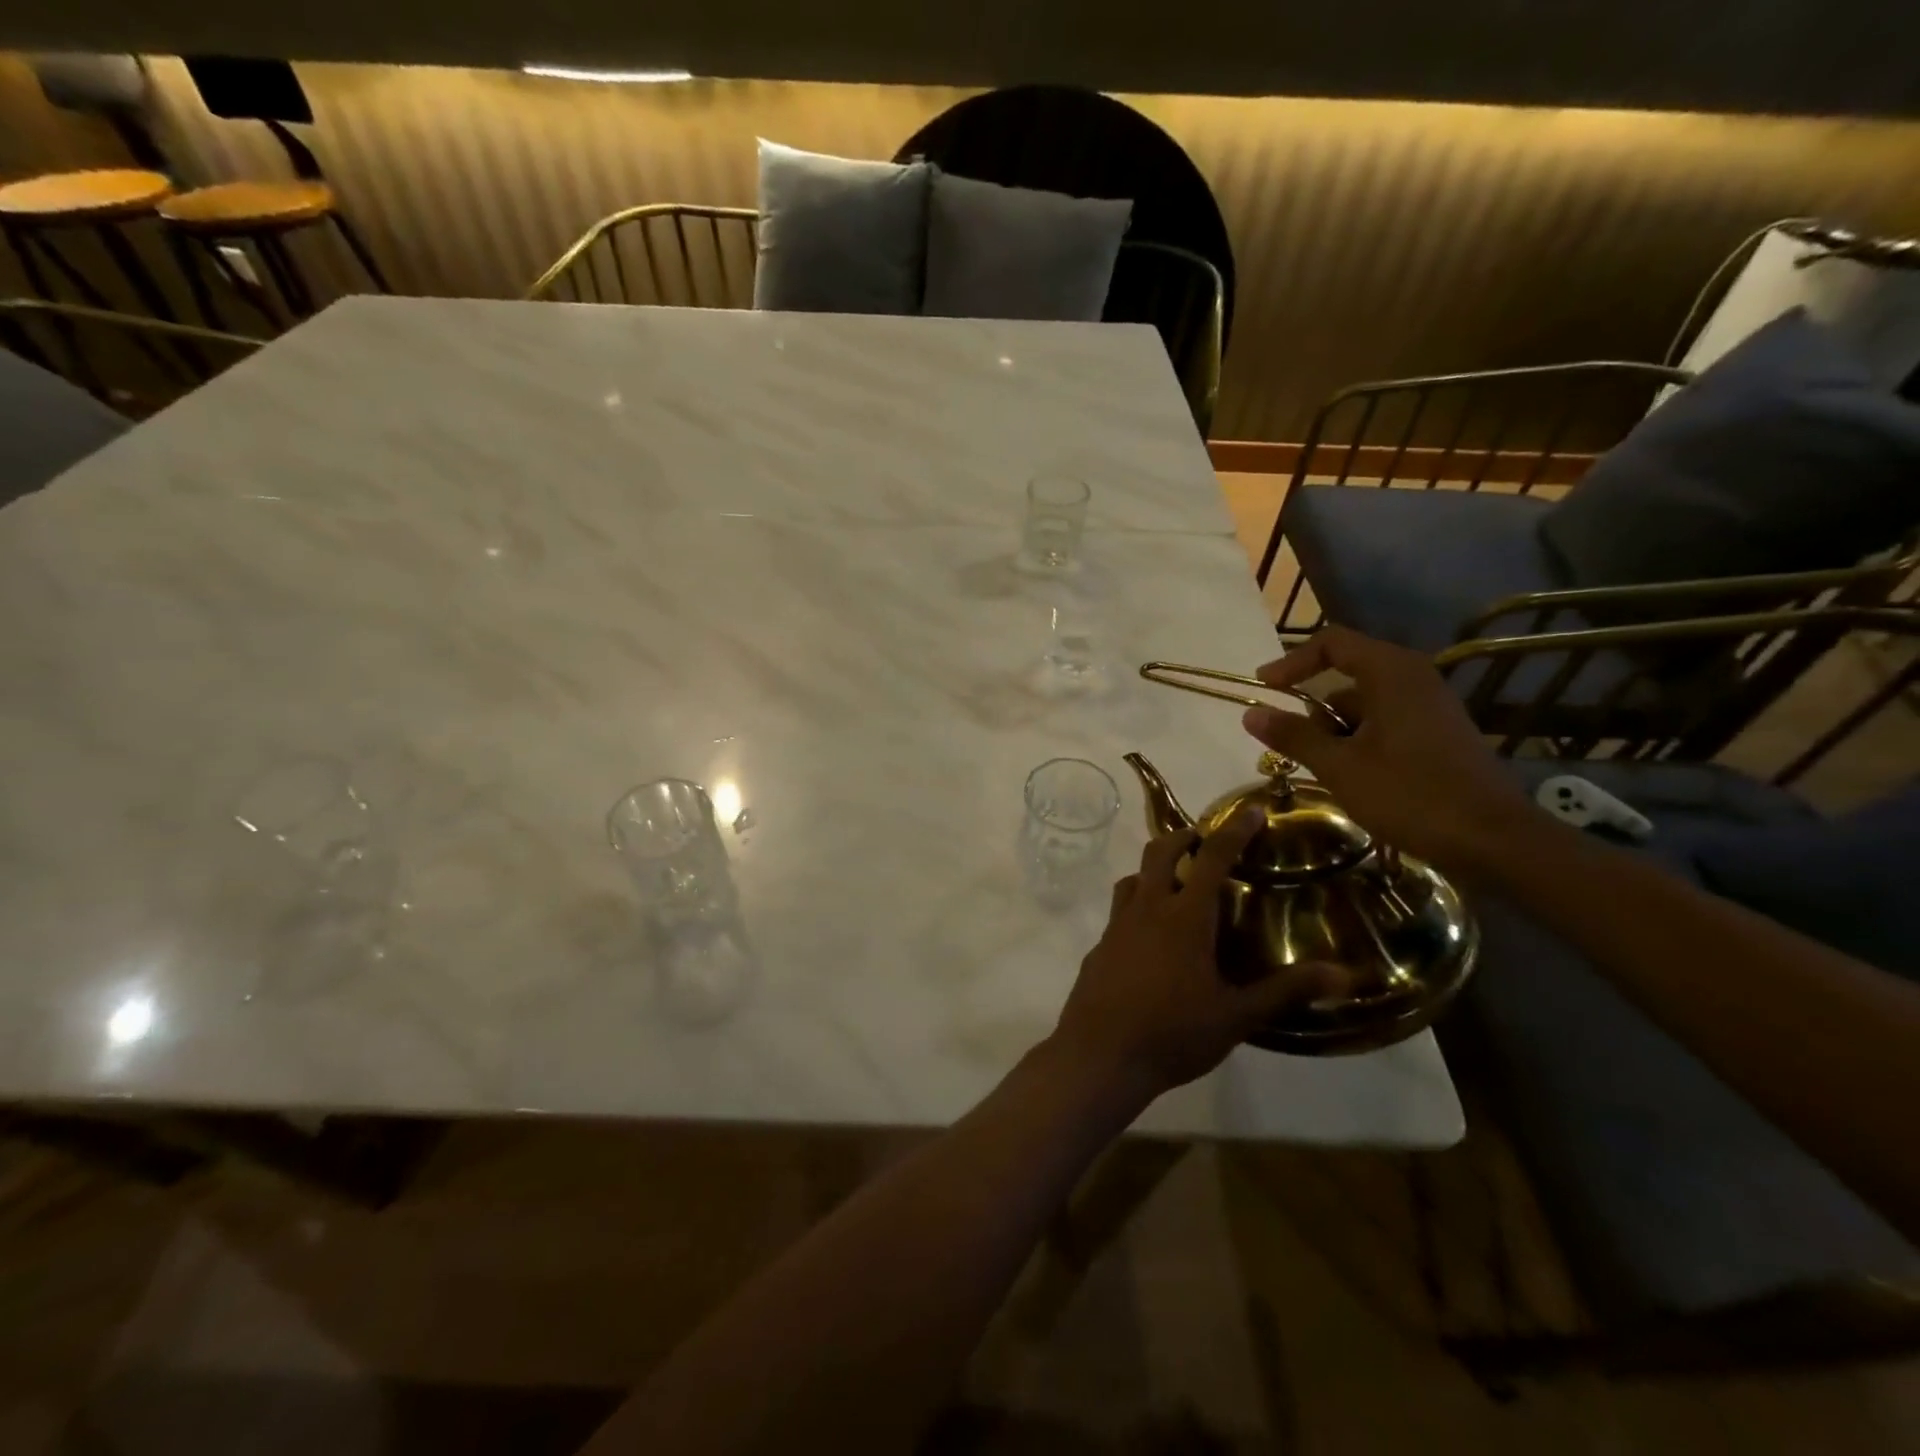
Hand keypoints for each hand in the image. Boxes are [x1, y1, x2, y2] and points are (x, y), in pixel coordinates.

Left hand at [1048, 811, 1345, 1103]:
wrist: (1100, 1055)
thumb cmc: (1173, 1033)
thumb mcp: (1237, 1016)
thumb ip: (1287, 991)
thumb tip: (1344, 974)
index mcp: (1184, 917)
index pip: (1212, 858)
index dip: (1233, 830)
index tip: (1251, 809)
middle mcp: (1147, 909)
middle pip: (1159, 852)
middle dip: (1183, 837)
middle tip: (1205, 842)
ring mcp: (1116, 926)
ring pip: (1133, 878)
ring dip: (1154, 870)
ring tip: (1177, 885)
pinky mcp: (1099, 946)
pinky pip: (1119, 912)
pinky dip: (1137, 906)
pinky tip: (1150, 938)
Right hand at [1241, 625, 1533, 875]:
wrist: (1495, 840)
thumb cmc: (1411, 795)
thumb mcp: (1340, 767)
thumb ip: (1294, 736)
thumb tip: (1251, 714)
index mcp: (1392, 673)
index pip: (1332, 643)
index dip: (1291, 661)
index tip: (1264, 688)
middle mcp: (1414, 679)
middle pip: (1347, 674)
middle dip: (1313, 707)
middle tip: (1291, 742)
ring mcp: (1431, 707)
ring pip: (1366, 704)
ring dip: (1335, 730)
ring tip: (1323, 769)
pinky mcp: (1440, 734)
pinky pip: (1386, 723)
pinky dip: (1360, 740)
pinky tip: (1354, 778)